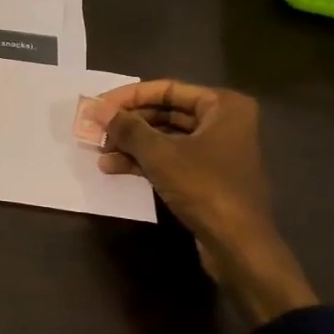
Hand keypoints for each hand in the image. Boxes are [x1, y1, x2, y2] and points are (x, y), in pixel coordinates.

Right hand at [91, 79, 317, 325]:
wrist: (238, 244)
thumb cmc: (204, 187)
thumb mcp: (159, 154)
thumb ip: (126, 128)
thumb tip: (95, 108)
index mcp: (223, 106)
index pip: (167, 89)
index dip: (129, 97)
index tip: (99, 107)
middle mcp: (223, 122)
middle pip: (165, 113)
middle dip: (128, 123)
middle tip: (96, 130)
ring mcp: (215, 151)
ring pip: (165, 138)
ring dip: (131, 144)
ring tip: (100, 153)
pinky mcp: (207, 177)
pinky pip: (170, 159)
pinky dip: (144, 161)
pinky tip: (114, 168)